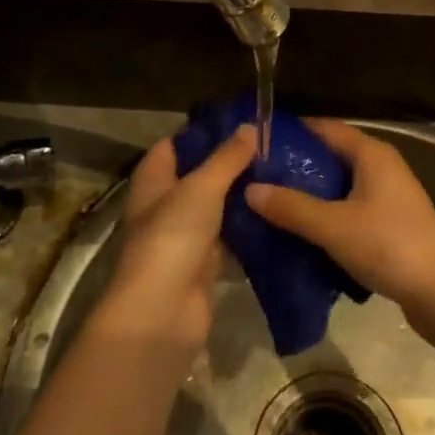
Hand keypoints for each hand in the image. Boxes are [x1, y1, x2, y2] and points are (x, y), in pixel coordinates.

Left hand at [95, 124, 256, 348]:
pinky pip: (229, 236)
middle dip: (230, 163)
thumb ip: (227, 158)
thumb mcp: (201, 188)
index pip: (175, 145)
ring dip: (241, 194)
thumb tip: (250, 127)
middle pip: (199, 175)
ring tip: (280, 174)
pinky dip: (248, 227)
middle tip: (271, 147)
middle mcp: (165, 204)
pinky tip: (276, 212)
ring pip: (216, 206)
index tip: (241, 122)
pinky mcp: (204, 263)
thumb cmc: (172, 237)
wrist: (163, 312)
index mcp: (153, 180)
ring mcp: (184, 235)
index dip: (204, 132)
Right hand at [244, 119, 434, 315]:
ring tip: (271, 205)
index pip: (325, 128)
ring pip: (340, 186)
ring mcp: (388, 196)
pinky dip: (326, 216)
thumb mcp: (333, 226)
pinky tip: (302, 233)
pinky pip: (349, 209)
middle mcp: (381, 166)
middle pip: (331, 156)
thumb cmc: (389, 245)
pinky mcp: (390, 224)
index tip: (256, 143)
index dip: (292, 132)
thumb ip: (291, 207)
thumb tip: (250, 188)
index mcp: (371, 153)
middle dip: (296, 167)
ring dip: (310, 194)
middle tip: (256, 178)